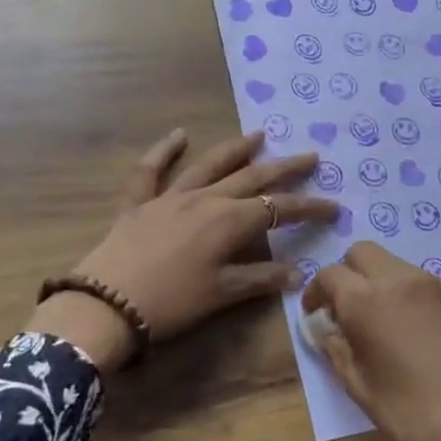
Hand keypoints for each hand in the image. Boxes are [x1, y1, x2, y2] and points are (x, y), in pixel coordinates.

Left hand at [32, 129, 337, 371]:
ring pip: (210, 166)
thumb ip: (259, 279)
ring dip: (236, 150)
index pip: (278, 210)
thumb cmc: (172, 303)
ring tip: (258, 135)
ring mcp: (170, 197)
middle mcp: (205, 199)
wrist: (107, 304)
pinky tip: (179, 135)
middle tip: (309, 156)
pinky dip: (164, 150)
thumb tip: (297, 273)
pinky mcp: (140, 202)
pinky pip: (151, 170)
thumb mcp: (221, 294)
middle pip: (251, 178)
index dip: (308, 208)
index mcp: (229, 222)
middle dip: (284, 168)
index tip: (334, 205)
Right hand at [304, 242, 440, 440]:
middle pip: (362, 253)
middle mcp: (400, 280)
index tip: (315, 314)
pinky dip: (407, 293)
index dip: (316, 292)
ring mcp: (436, 286)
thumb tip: (328, 330)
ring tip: (380, 320)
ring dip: (379, 281)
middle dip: (347, 273)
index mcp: (367, 300)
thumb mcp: (361, 387)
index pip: (329, 275)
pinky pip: (422, 282)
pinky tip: (413, 330)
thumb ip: (337, 349)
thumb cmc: (412, 417)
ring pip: (395, 264)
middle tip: (345, 308)